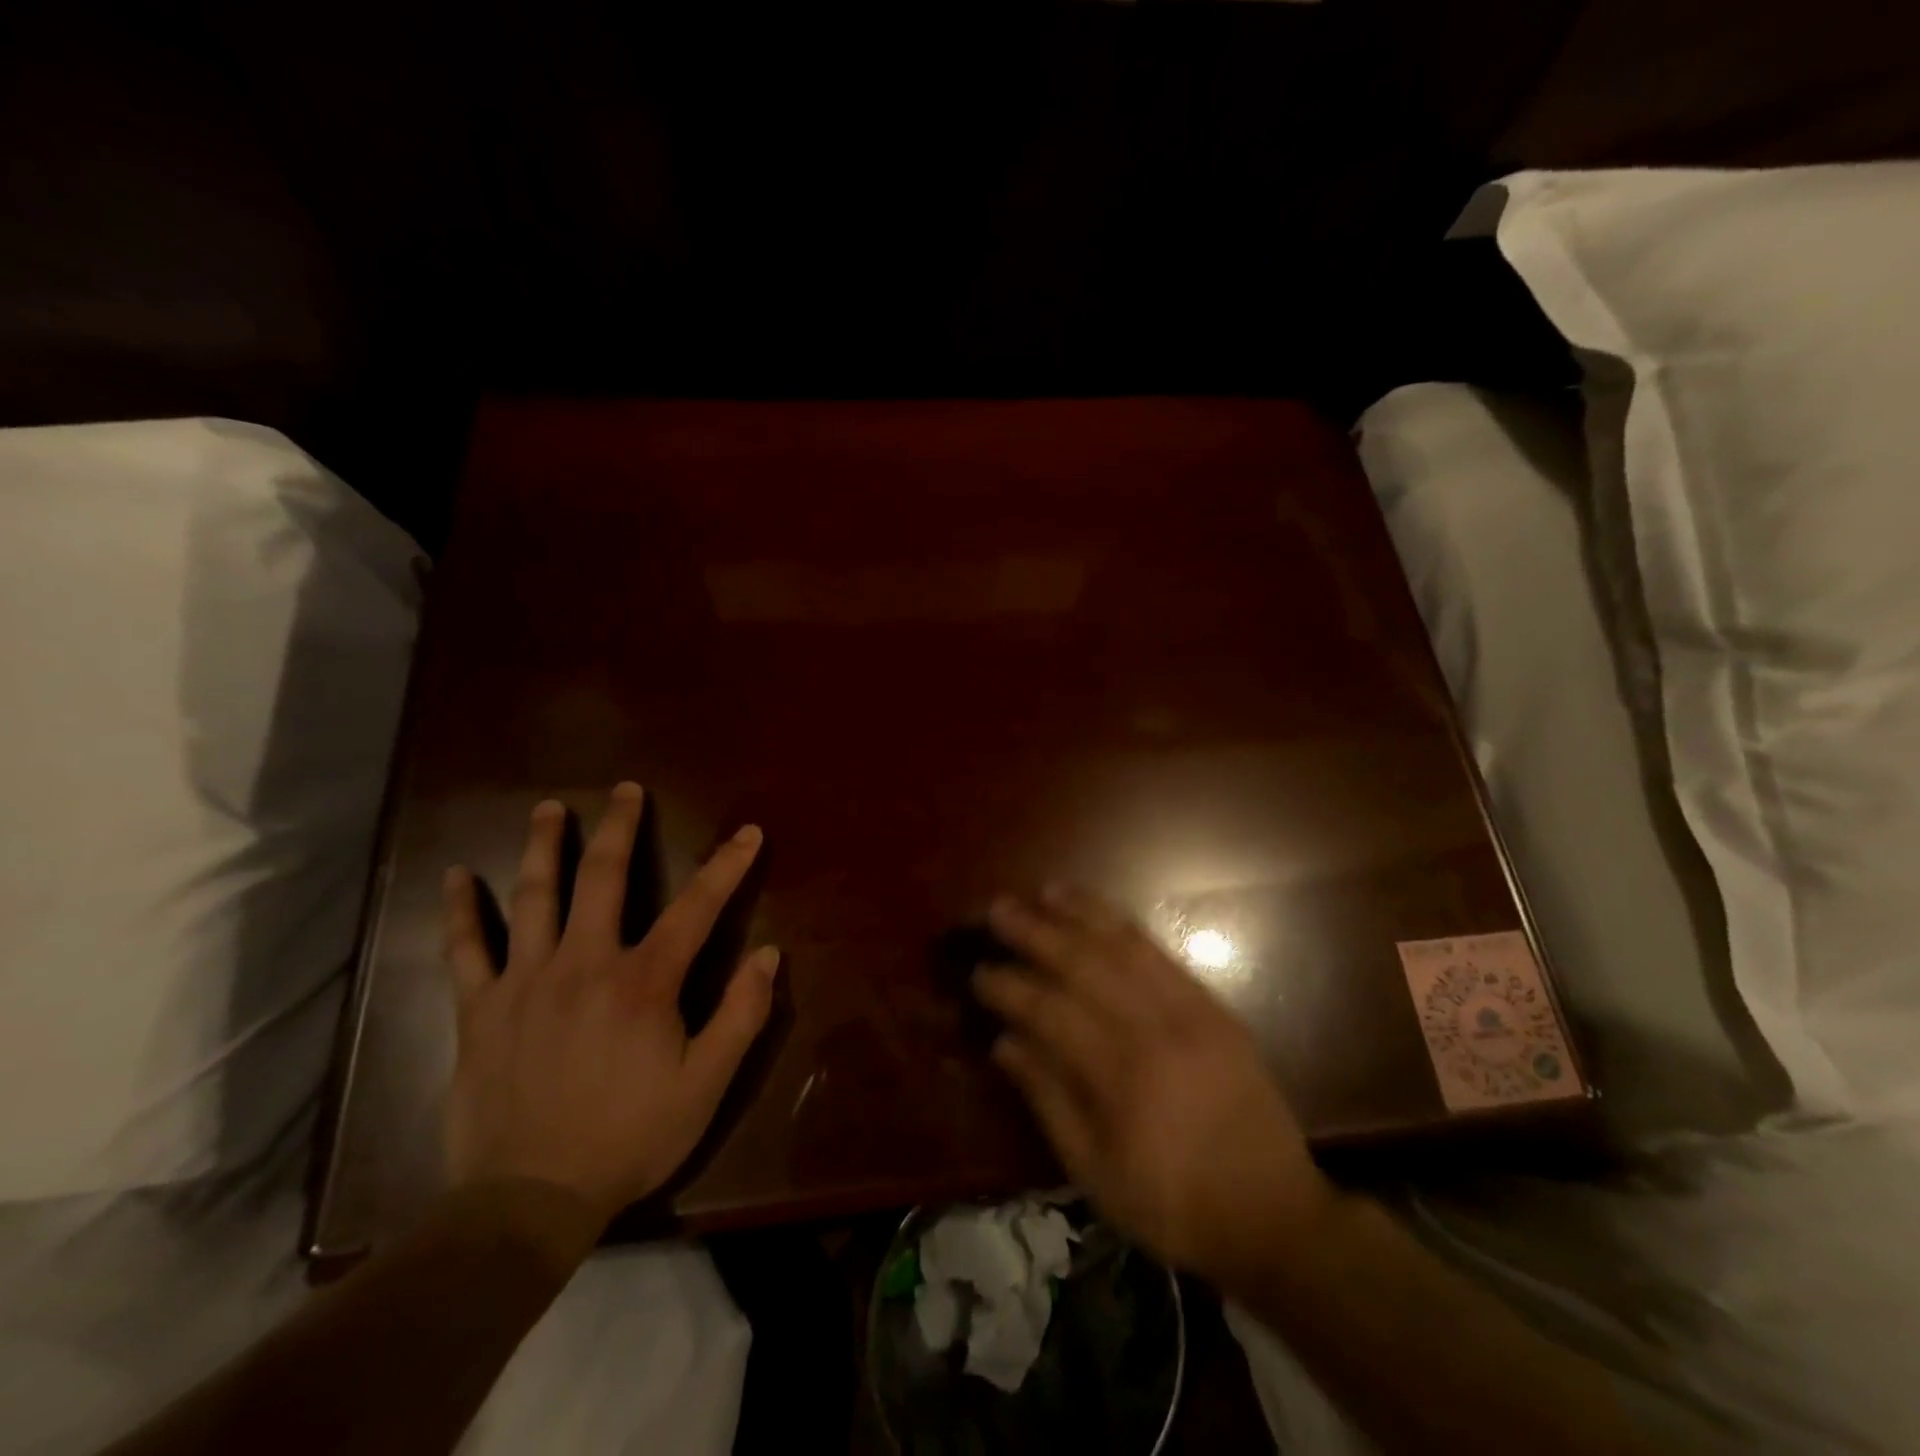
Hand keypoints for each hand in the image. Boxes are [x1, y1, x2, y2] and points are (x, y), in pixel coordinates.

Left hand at [441, 783, 778, 1230]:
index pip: (696, 907)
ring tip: (549, 808)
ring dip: (543, 846)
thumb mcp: (706, 1085)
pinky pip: (465, 949)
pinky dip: (460, 910)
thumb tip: (768, 955)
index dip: (726, 866)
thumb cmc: (629, 1138)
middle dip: (620, 827)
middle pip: (604, 877)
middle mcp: (584, 963)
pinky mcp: (480, 1009)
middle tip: (625, 789)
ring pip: (533, 897)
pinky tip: (454, 876)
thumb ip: (742, 1015)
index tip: (747, 832)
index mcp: (644, 982)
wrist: (528, 1200)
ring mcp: (525, 981)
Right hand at [973, 886, 1335, 1291]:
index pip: (1049, 1011)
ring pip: (1124, 946)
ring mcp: (1190, 1011)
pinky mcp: (1214, 1007)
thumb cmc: (1173, 1205)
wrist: (1274, 1214)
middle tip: (999, 908)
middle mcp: (1153, 1028)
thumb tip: (1004, 1042)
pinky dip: (1127, 928)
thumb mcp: (1095, 1173)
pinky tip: (1103, 915)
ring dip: (1082, 914)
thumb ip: (1047, 1099)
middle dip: (1036, 932)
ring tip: (1047, 891)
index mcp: (1120, 1076)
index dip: (1009, 987)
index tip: (979, 970)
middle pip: (1083, 964)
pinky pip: (1162, 955)